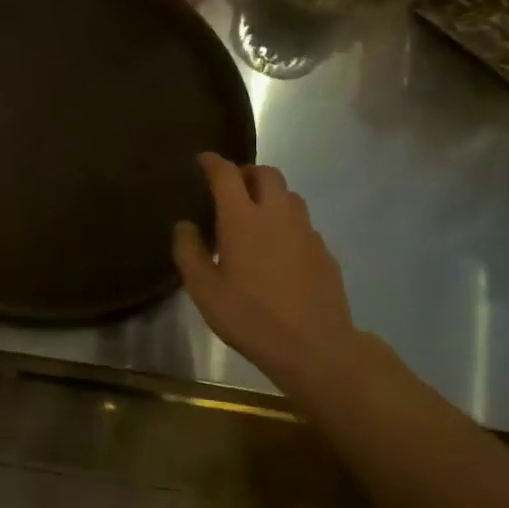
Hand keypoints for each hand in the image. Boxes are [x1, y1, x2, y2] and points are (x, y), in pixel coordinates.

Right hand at [173, 153, 374, 393]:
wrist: (315, 347)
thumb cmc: (250, 317)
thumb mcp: (204, 290)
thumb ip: (189, 252)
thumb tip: (185, 225)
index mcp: (243, 218)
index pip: (226, 174)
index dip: (212, 162)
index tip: (202, 160)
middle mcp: (277, 214)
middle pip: (265, 173)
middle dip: (246, 172)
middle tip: (230, 188)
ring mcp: (306, 231)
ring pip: (289, 195)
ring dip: (269, 194)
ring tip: (254, 216)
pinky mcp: (324, 251)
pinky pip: (302, 223)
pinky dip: (286, 222)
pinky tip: (277, 250)